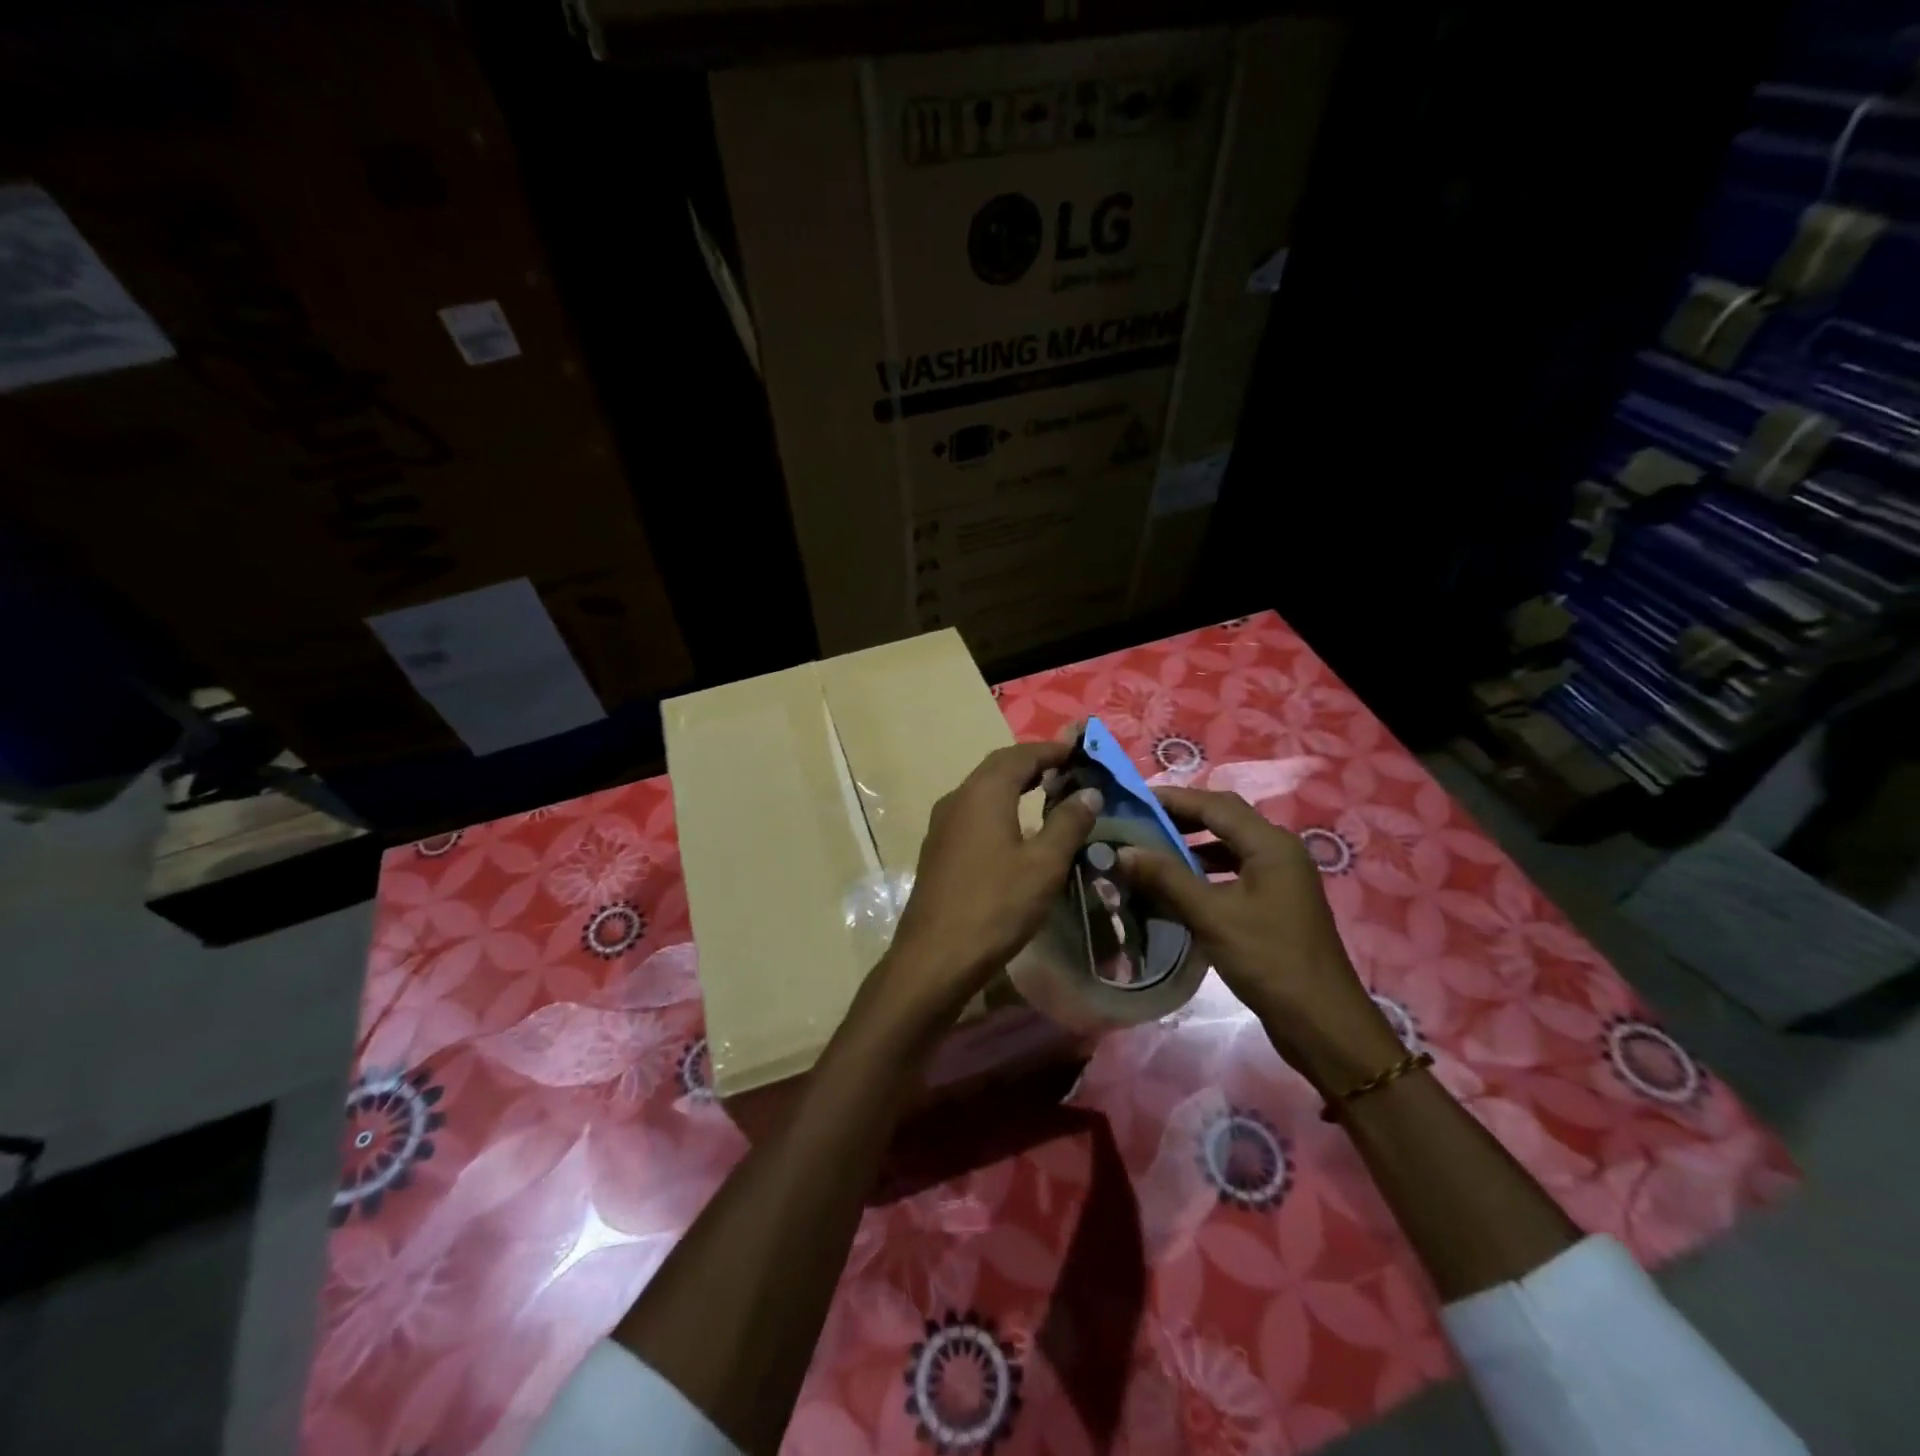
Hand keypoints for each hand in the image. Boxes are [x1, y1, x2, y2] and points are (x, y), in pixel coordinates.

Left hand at [865, 741, 1101, 1040]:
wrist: (934, 956)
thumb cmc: (995, 906)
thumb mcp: (1044, 865)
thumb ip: (1068, 823)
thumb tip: (1089, 793)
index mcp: (983, 793)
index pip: (1020, 755)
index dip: (1052, 750)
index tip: (1080, 750)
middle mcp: (958, 798)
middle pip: (998, 767)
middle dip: (1032, 763)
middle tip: (1066, 768)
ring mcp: (942, 824)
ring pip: (983, 790)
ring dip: (1014, 784)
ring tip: (1047, 792)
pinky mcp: (938, 848)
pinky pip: (973, 812)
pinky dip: (999, 806)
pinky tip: (1015, 828)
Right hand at [1118, 787, 1399, 1091]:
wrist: (1322, 1024)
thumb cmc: (1269, 961)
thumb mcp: (1212, 916)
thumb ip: (1166, 878)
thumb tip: (1122, 850)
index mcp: (1271, 844)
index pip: (1215, 805)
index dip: (1172, 799)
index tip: (1132, 800)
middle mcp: (1278, 852)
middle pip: (1223, 821)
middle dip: (1180, 819)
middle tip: (1137, 822)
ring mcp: (1278, 880)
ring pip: (1227, 848)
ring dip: (1190, 847)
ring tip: (1148, 851)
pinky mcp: (1273, 905)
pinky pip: (1231, 874)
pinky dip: (1202, 873)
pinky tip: (1174, 887)